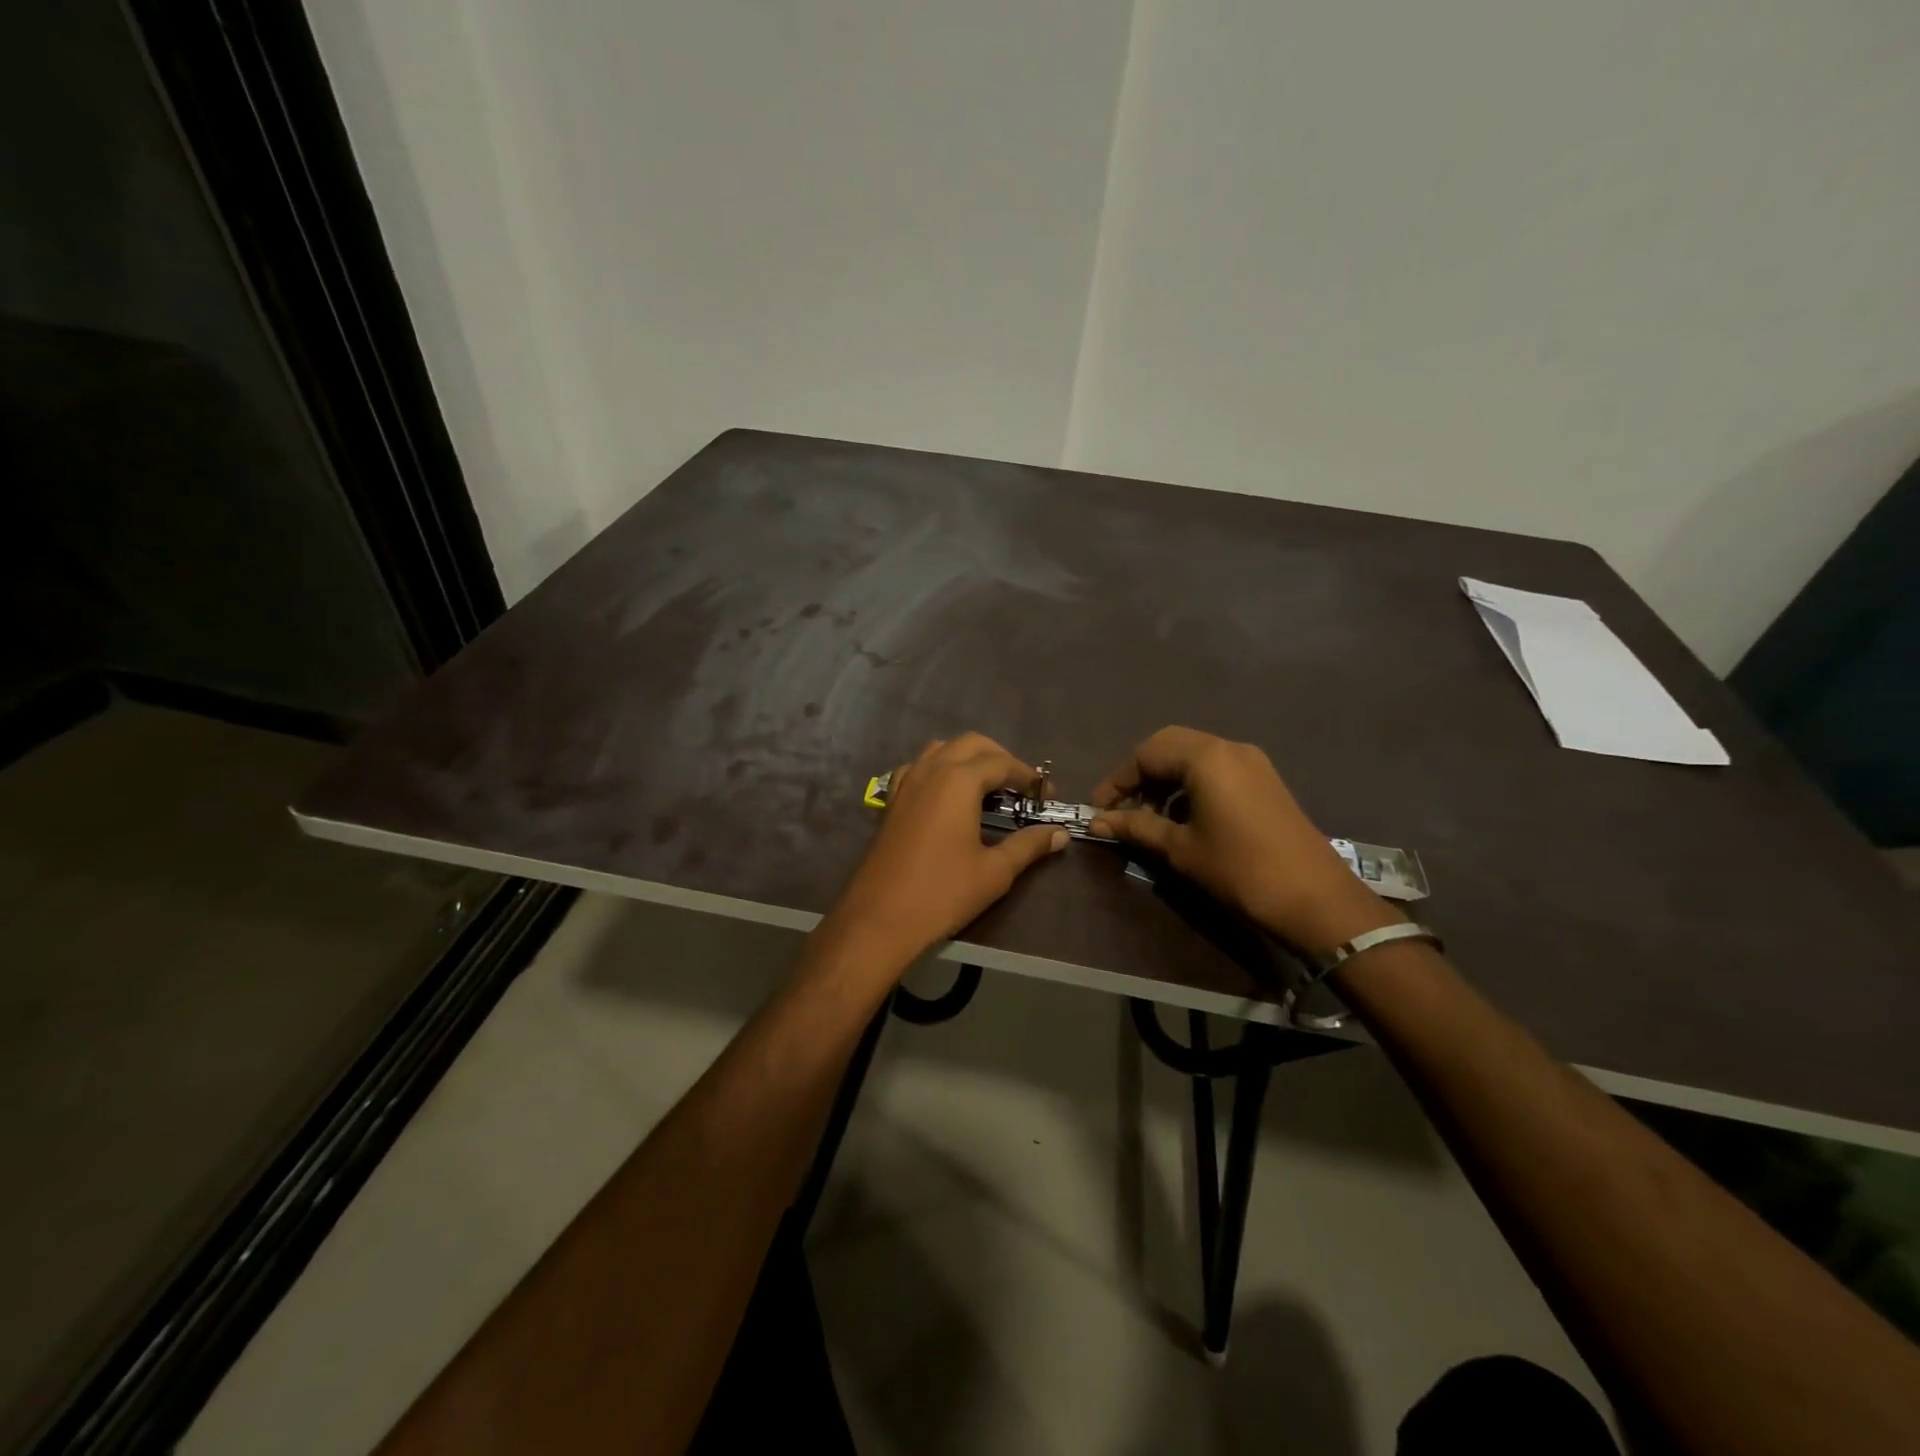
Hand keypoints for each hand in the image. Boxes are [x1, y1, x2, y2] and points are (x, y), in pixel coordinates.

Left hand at [823, 734, 1068, 970]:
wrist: (880, 918)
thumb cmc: (943, 893)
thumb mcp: (994, 871)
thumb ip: (1029, 845)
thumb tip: (1060, 834)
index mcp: (958, 781)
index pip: (1001, 763)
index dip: (1028, 776)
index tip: (1046, 795)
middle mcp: (930, 770)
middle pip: (970, 744)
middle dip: (999, 757)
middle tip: (1019, 786)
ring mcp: (906, 783)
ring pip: (941, 749)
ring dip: (967, 758)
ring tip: (987, 787)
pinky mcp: (891, 801)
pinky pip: (917, 768)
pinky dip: (937, 770)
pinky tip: (946, 795)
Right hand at [1089, 726, 1399, 954]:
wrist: (1314, 899)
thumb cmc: (1239, 870)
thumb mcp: (1180, 849)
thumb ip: (1137, 827)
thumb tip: (1098, 821)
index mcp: (1205, 758)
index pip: (1147, 753)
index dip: (1118, 781)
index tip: (1101, 810)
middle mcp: (1229, 748)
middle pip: (1169, 746)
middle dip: (1140, 774)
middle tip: (1123, 808)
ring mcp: (1252, 762)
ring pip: (1194, 756)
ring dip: (1166, 780)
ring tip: (1150, 818)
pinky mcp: (1264, 780)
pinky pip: (1216, 769)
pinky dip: (1191, 785)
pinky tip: (1184, 819)